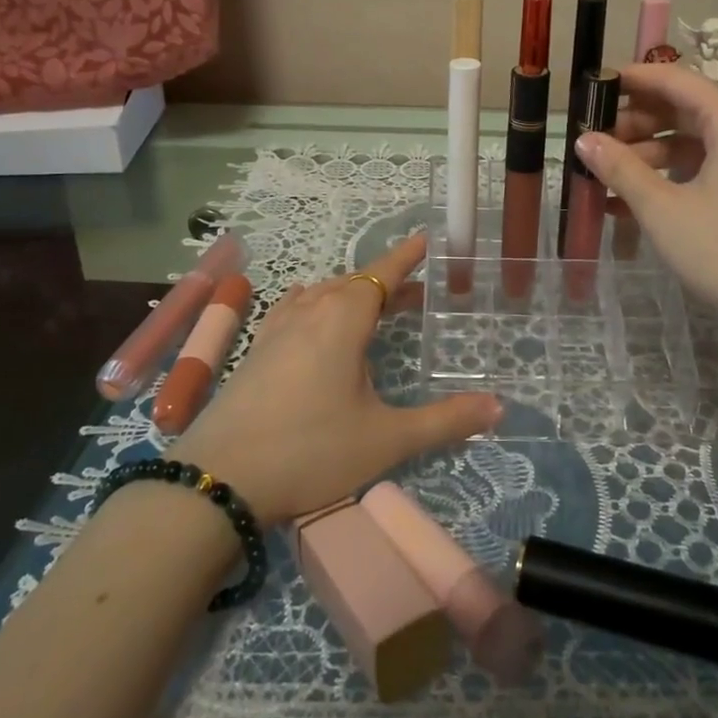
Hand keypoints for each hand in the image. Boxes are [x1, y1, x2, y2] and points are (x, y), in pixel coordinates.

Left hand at [173, 233, 500, 525]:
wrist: (218, 479)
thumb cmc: (310, 451)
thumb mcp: (386, 440)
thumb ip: (445, 421)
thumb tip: (498, 408)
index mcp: (342, 319)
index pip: (381, 275)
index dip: (406, 257)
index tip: (426, 239)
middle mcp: (309, 312)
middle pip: (353, 282)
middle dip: (386, 281)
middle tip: (416, 292)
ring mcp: (275, 330)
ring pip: (321, 294)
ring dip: (350, 293)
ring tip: (373, 307)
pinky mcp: (255, 351)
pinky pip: (294, 310)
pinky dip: (317, 306)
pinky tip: (314, 321)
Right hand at [574, 63, 717, 346]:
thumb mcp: (662, 208)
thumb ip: (620, 168)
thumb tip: (583, 139)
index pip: (672, 79)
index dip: (629, 80)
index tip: (589, 88)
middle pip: (679, 108)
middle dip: (632, 123)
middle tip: (589, 139)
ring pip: (687, 140)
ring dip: (644, 155)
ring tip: (601, 176)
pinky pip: (700, 167)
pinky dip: (666, 178)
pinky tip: (627, 203)